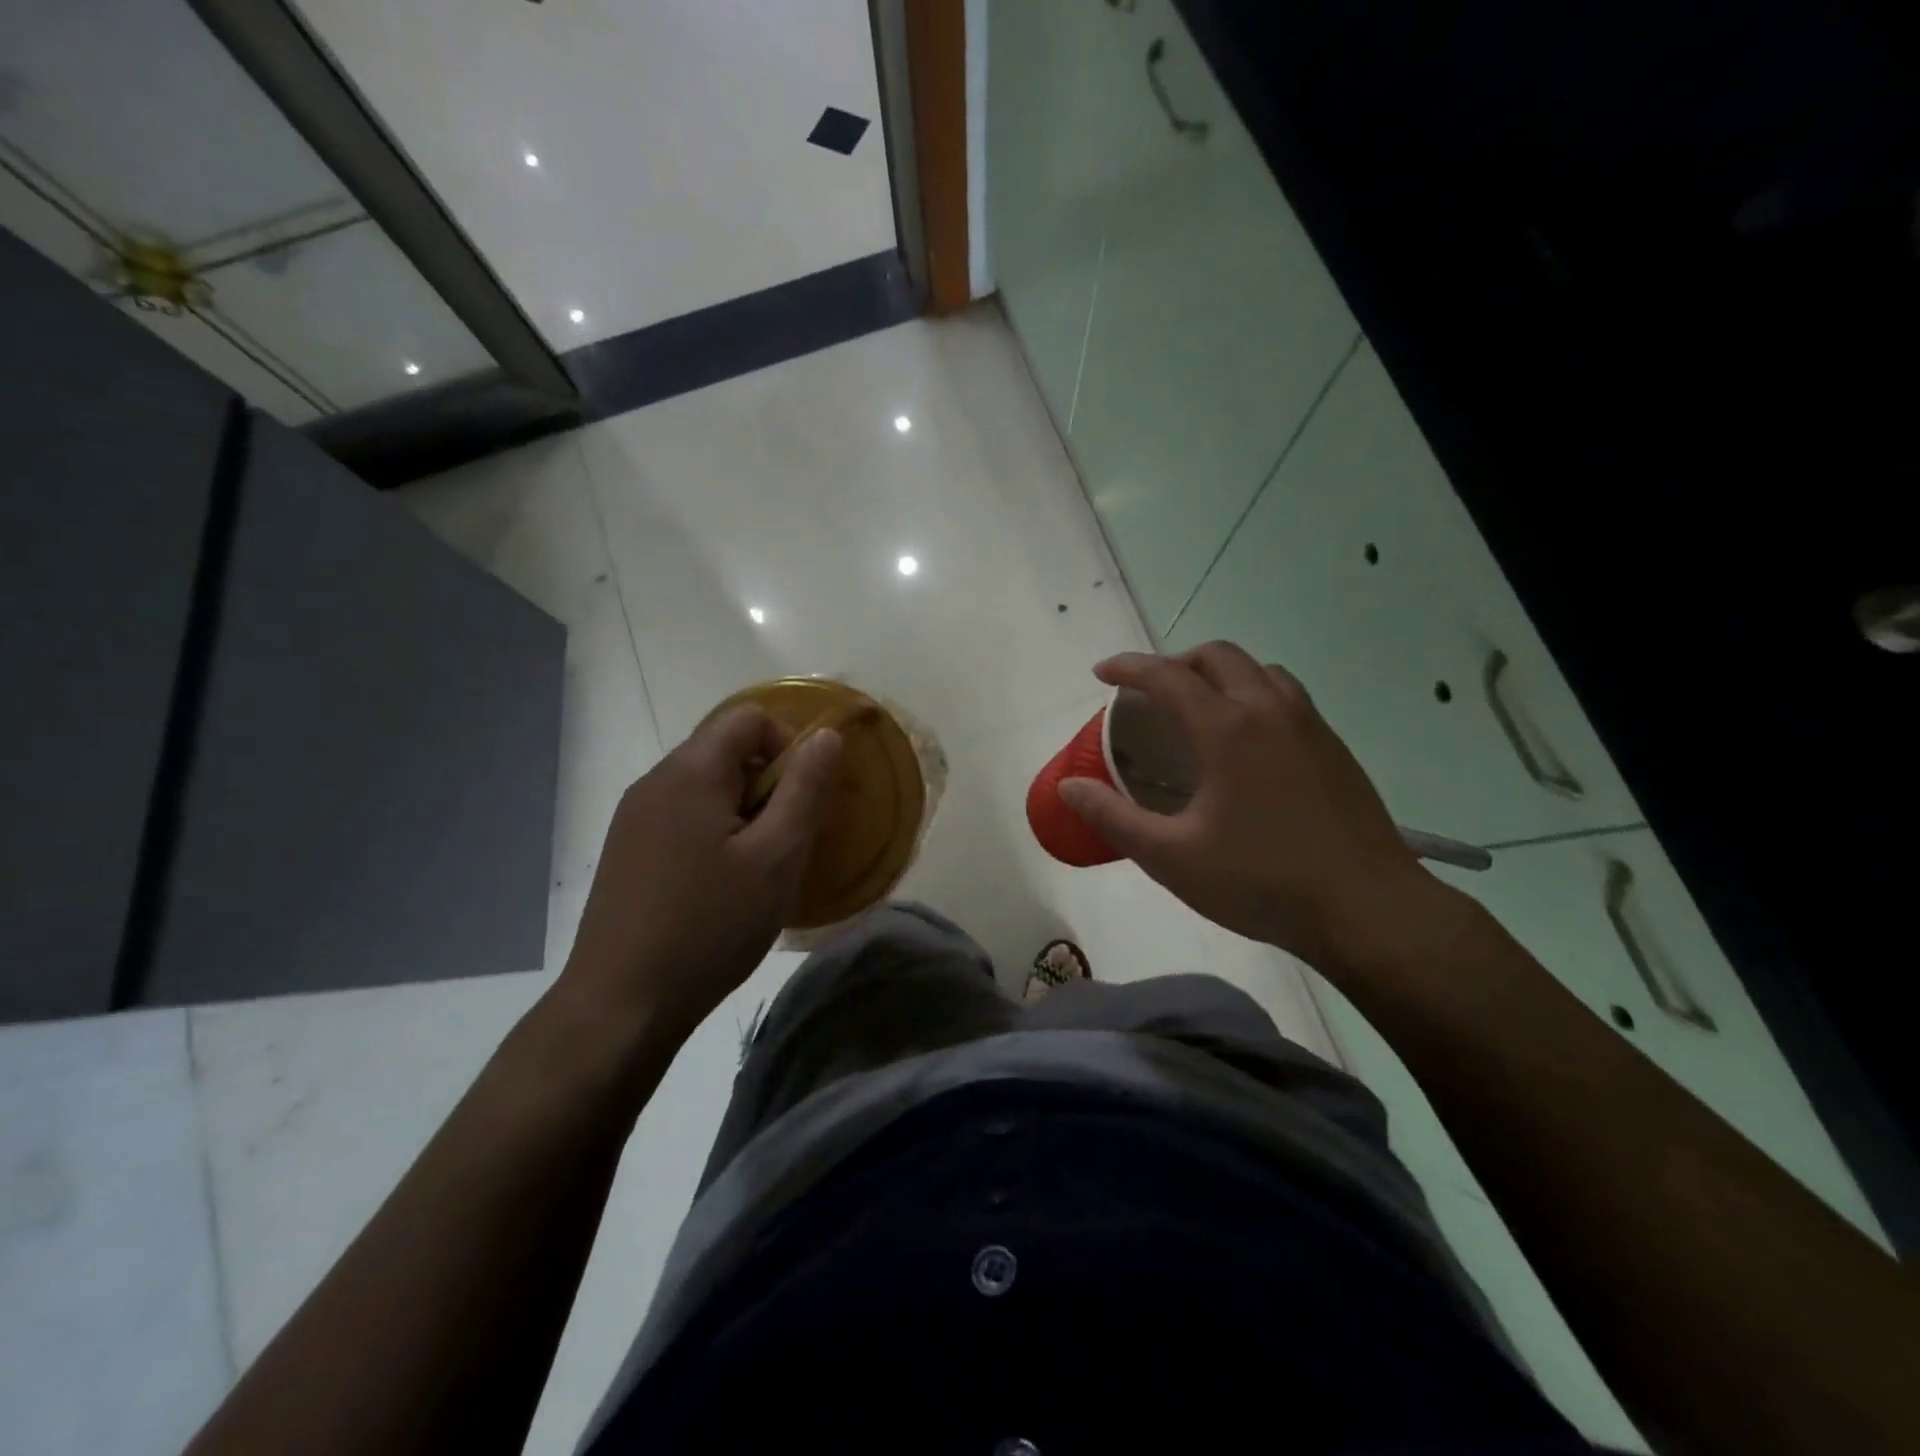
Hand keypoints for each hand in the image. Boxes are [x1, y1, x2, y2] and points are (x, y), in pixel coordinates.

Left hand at [559, 706, 841, 1038]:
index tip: (803, 799)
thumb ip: (805, 789)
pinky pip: (682, 816)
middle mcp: (655, 781)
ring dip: (743, 812)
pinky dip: (713, 833)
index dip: (789, 745)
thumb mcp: (777, 857)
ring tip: (756, 869)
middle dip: (768, 784)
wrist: (621, 1003)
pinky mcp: (625, 850)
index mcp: (691, 771)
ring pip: (705, 787)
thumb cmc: (711, 925)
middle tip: (785, 842)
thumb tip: (827, 737)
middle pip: (725, 750)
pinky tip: (720, 886)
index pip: (750, 718)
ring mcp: (633, 816)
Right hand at [1059, 643, 1443, 974]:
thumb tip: (1069, 786)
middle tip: (1150, 693)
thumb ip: (1113, 818)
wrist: (1368, 909)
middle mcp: (1270, 711)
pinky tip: (1247, 742)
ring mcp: (1310, 726)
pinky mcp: (1334, 748)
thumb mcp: (1171, 858)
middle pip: (1218, 656)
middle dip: (1176, 662)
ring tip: (1198, 709)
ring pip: (1259, 670)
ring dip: (1220, 674)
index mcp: (1227, 729)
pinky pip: (1286, 696)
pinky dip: (1253, 695)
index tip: (1101, 673)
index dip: (1128, 667)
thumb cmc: (1262, 882)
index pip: (1168, 676)